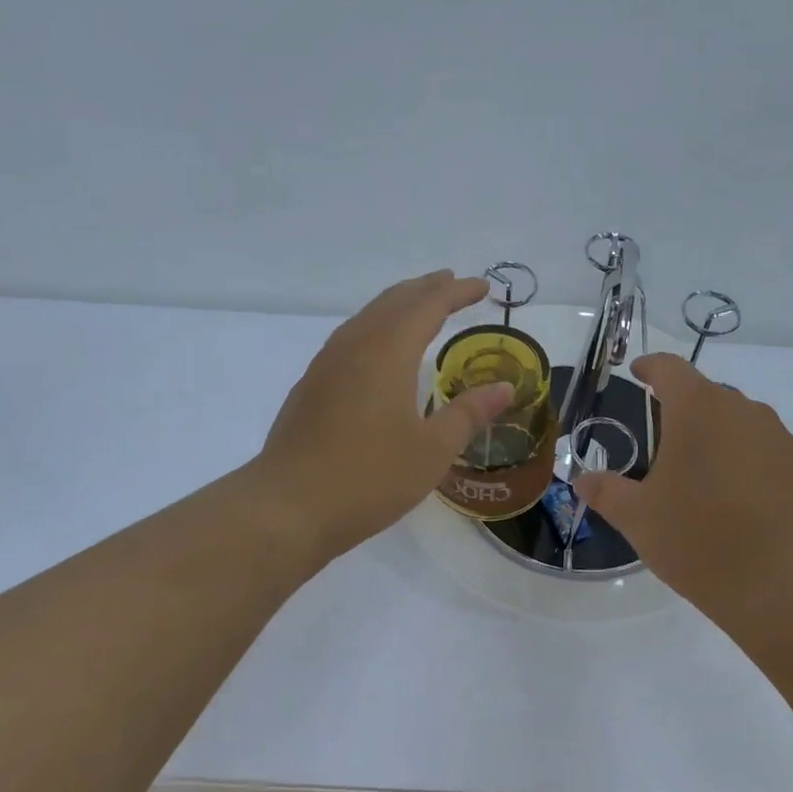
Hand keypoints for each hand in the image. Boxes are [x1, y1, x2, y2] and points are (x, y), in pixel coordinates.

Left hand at [253, 271, 514, 561]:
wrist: (288, 507)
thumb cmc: (369, 478)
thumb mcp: (432, 451)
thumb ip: (468, 414)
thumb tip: (504, 388)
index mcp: (387, 353)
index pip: (427, 306)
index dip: (456, 292)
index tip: (482, 287)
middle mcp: (354, 347)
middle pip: (393, 302)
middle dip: (425, 289)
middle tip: (451, 284)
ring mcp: (325, 366)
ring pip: (366, 318)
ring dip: (397, 306)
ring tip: (419, 307)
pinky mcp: (310, 387)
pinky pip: (349, 339)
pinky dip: (375, 328)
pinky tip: (377, 351)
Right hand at [574, 354, 792, 629]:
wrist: (788, 588)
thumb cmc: (700, 541)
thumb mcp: (638, 519)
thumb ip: (606, 492)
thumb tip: (583, 480)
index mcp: (698, 411)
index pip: (670, 369)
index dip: (650, 367)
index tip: (638, 373)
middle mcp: (745, 412)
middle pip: (707, 397)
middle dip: (683, 412)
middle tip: (662, 447)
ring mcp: (783, 441)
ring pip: (741, 426)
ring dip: (718, 440)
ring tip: (702, 481)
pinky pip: (768, 455)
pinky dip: (748, 466)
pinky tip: (740, 506)